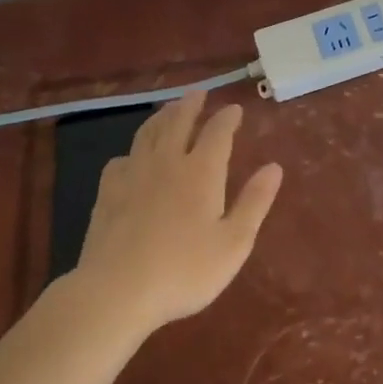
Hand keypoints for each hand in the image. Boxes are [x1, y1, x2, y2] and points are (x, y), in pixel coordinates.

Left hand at [74, 90, 282, 333]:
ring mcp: (134, 174)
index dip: (227, 118)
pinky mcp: (107, 192)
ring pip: (148, 133)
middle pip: (178, 121)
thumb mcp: (233, 243)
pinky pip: (121, 160)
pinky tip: (131, 159)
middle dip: (191, 105)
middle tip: (198, 93)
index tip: (235, 109)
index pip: (217, 132)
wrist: (117, 290)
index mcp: (201, 171)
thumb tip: (274, 167)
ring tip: (169, 110)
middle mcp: (167, 161)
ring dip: (162, 117)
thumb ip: (254, 202)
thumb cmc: (184, 270)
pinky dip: (132, 152)